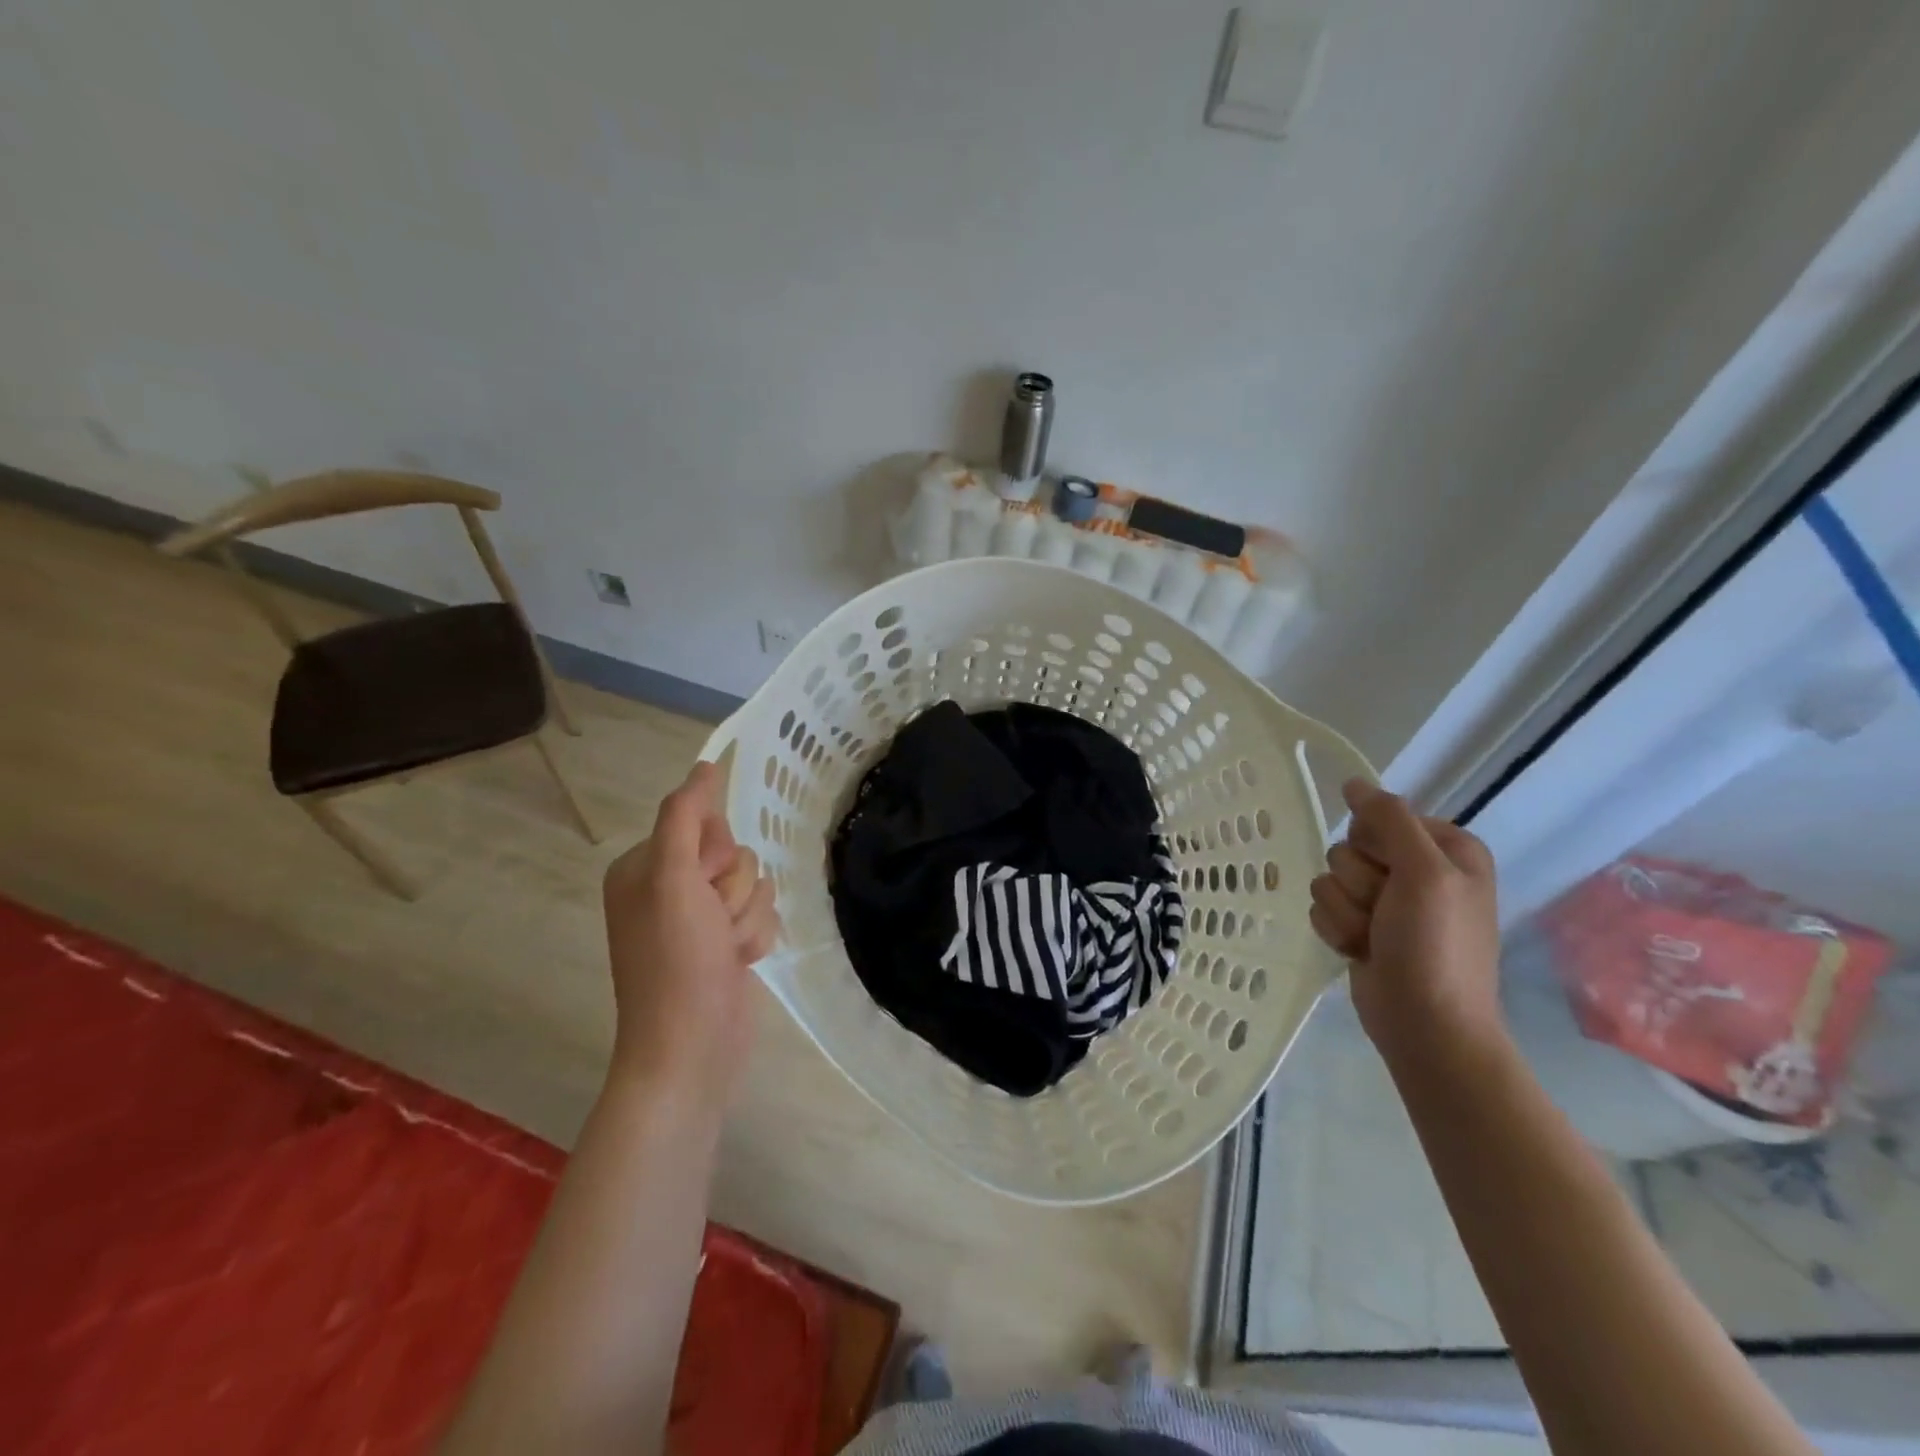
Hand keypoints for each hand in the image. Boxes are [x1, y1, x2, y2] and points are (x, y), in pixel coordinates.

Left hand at [601, 761, 779, 1104]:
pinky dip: (756, 937)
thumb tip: (705, 766)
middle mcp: (670, 888)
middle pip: (734, 854)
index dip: (715, 852)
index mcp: (645, 867)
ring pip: (755, 884)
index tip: (703, 884)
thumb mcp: (673, 879)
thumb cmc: (676, 962)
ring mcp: (699, 919)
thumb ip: (685, 817)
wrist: (692, 1049)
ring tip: (727, 950)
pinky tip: (740, 963)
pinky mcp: (726, 943)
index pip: (703, 824)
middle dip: (735, 889)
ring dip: (748, 916)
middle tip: (713, 923)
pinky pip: (762, 914)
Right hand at [1309, 779, 1503, 1061]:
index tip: (1393, 873)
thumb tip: (1353, 783)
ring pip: (1329, 877)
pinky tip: (1360, 950)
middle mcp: (1417, 868)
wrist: (1425, 1024)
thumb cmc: (1435, 945)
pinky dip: (1336, 929)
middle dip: (1358, 883)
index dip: (1376, 844)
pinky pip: (1322, 906)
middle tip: (1386, 913)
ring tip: (1374, 938)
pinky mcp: (1361, 924)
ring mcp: (1386, 900)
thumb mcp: (1424, 872)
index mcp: (1445, 848)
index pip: (1380, 816)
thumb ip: (1389, 819)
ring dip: (1345, 910)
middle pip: (1348, 847)